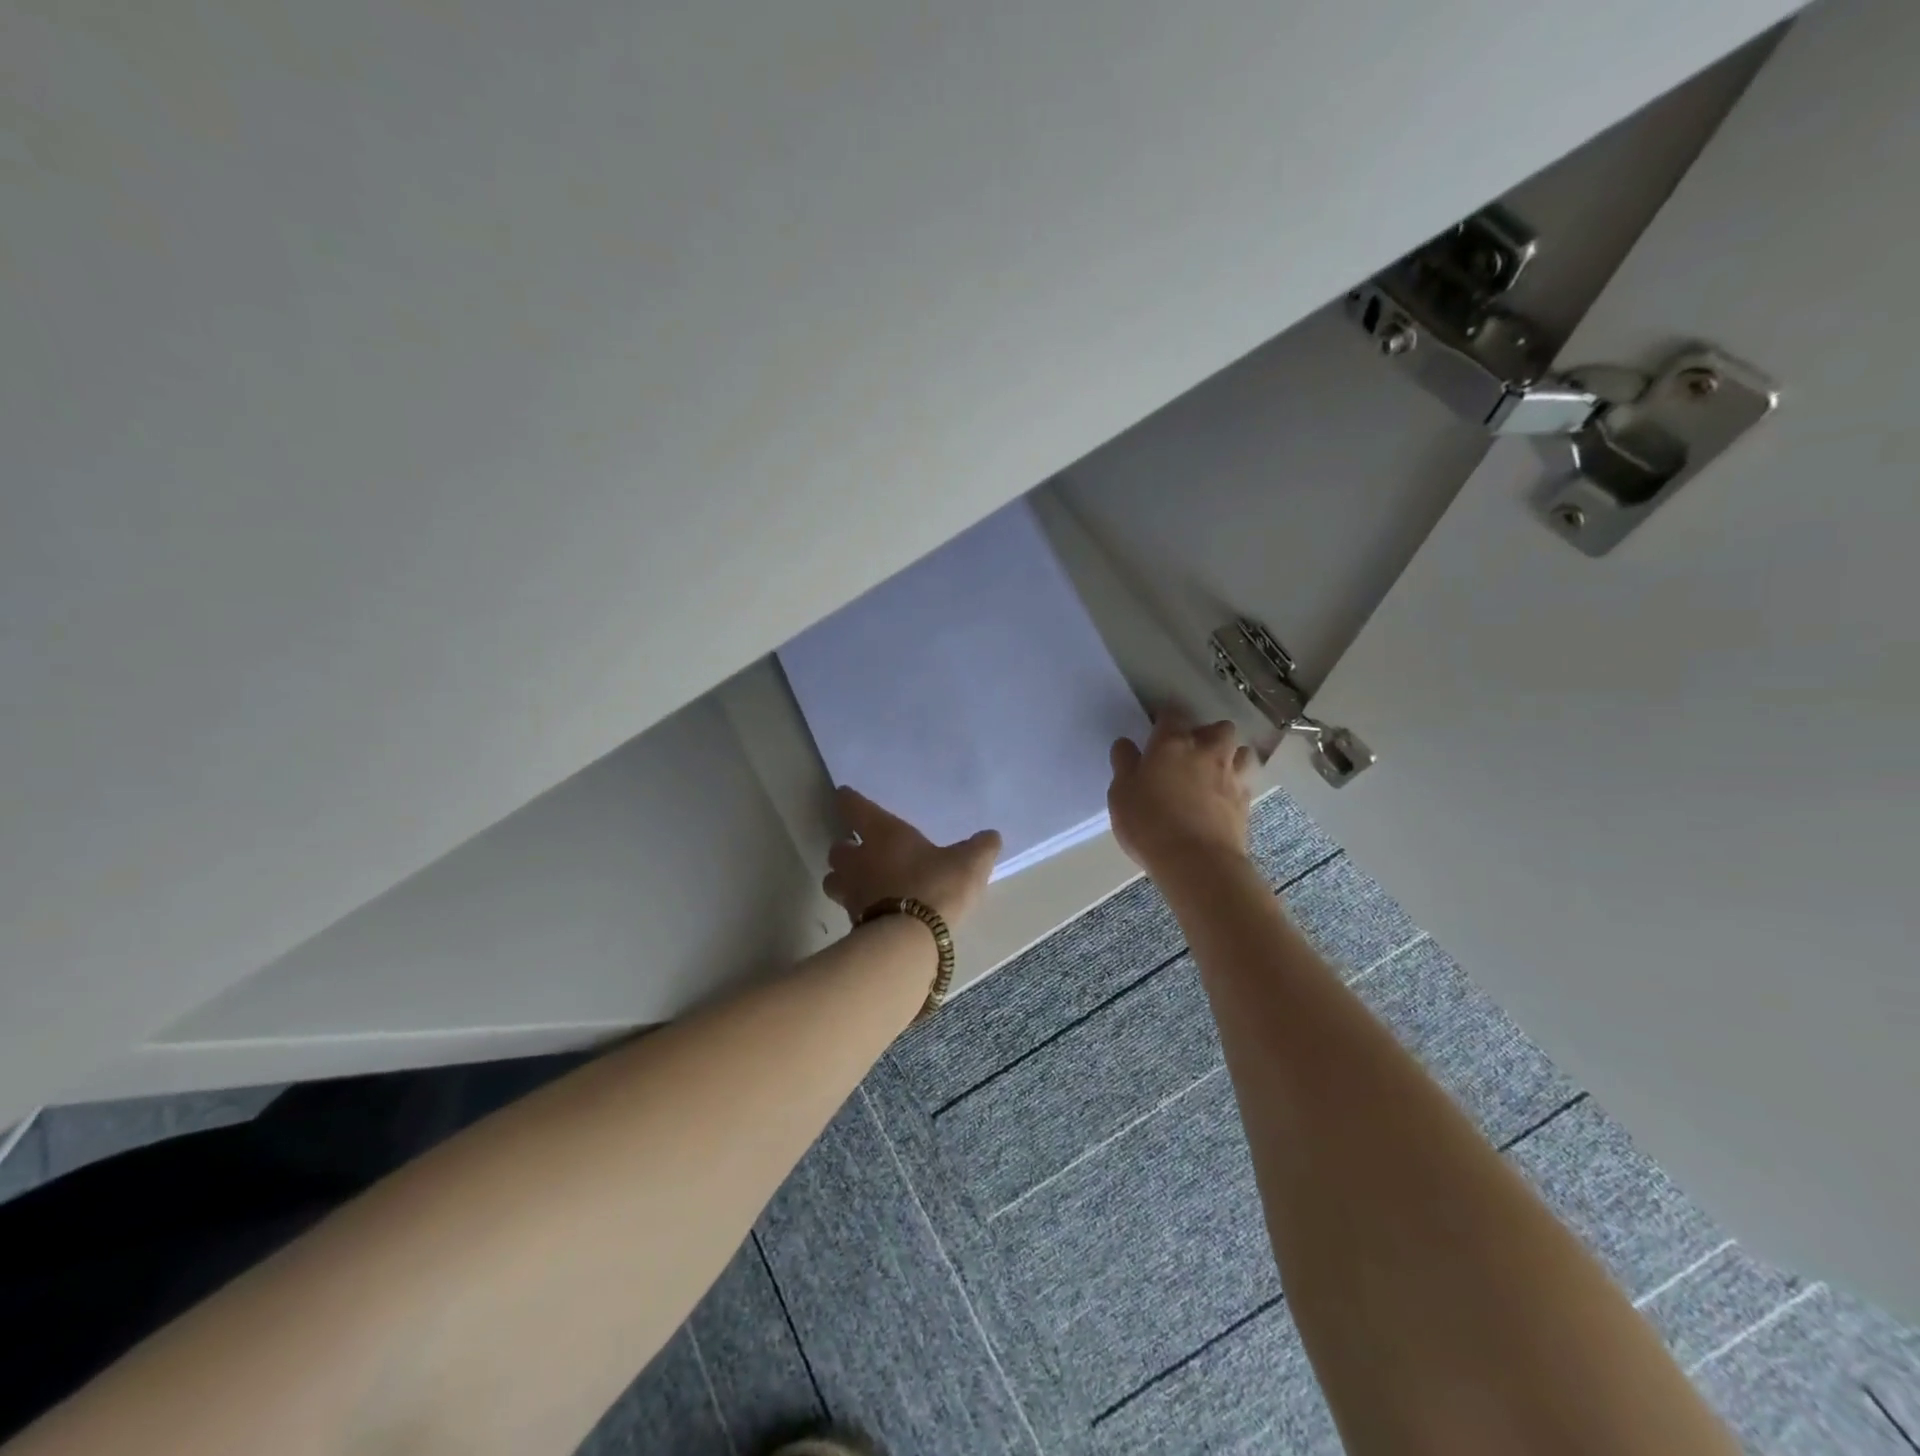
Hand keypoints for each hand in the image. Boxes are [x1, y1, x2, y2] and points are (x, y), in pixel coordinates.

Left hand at [823, 788, 1001, 927]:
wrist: (912, 938)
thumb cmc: (937, 885)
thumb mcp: (970, 862)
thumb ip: (980, 847)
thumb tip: (991, 837)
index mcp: (882, 833)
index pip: (854, 807)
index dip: (848, 800)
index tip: (845, 796)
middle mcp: (859, 859)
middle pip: (836, 848)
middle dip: (845, 848)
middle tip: (858, 850)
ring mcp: (852, 893)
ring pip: (833, 880)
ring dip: (842, 879)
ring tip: (859, 883)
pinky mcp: (853, 923)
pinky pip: (849, 909)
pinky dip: (857, 907)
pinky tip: (874, 911)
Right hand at [1107, 710, 1253, 878]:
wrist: (1197, 862)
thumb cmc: (1149, 823)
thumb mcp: (1121, 793)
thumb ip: (1124, 764)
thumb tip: (1126, 744)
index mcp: (1172, 743)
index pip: (1171, 715)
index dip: (1164, 719)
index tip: (1156, 731)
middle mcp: (1207, 751)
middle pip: (1218, 728)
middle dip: (1207, 734)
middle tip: (1191, 751)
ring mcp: (1231, 776)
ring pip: (1241, 751)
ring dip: (1230, 755)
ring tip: (1214, 771)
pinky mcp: (1246, 802)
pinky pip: (1245, 781)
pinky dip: (1236, 783)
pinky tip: (1223, 797)